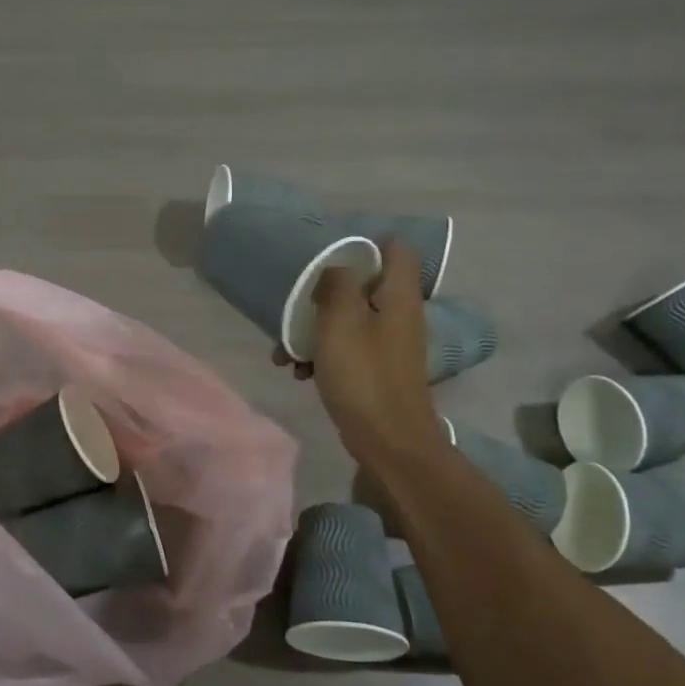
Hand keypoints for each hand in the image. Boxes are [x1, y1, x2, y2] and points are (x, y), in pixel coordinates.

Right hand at [273, 241, 445, 462]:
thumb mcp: (341, 322)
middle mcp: (399, 314)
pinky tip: (299, 373)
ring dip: (315, 330)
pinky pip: (347, 348)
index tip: (328, 257)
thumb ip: (338, 285)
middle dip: (324, 295)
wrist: (388, 439)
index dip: (364, 246)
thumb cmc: (363, 375)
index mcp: (398, 295)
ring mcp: (388, 343)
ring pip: (348, 320)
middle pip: (363, 286)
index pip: (395, 249)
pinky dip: (323, 355)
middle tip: (296, 307)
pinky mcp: (376, 368)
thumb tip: (337, 267)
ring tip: (285, 352)